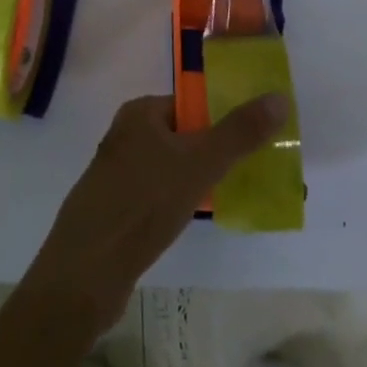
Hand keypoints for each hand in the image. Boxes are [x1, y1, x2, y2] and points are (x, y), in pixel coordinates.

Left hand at [22, 93, 284, 330]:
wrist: (87, 270)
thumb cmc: (143, 203)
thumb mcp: (199, 163)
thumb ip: (239, 132)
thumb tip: (279, 97)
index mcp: (139, 113)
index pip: (190, 104)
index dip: (222, 119)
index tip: (254, 141)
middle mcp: (125, 135)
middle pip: (182, 135)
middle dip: (214, 152)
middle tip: (251, 172)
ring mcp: (117, 173)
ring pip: (170, 167)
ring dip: (198, 180)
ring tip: (231, 198)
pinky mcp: (115, 208)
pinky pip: (156, 195)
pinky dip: (177, 203)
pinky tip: (193, 221)